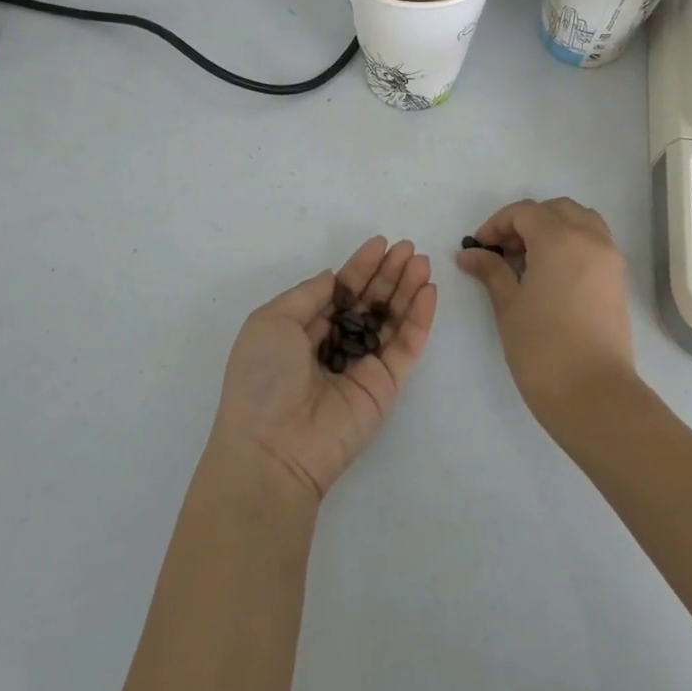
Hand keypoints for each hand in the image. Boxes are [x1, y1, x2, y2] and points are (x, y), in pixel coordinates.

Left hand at [212, 237, 437, 500]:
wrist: (274, 447)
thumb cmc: (263, 377)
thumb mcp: (271, 321)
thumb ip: (307, 295)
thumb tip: (333, 278)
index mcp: (304, 330)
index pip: (340, 291)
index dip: (360, 267)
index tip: (380, 243)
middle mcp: (336, 344)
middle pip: (369, 301)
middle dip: (388, 273)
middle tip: (409, 248)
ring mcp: (363, 365)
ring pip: (392, 319)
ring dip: (408, 289)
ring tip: (422, 262)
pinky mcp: (386, 385)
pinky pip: (406, 346)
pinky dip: (419, 319)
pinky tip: (428, 291)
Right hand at [457, 197, 636, 437]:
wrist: (594, 395)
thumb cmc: (543, 348)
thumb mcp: (509, 305)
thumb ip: (491, 271)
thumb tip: (469, 254)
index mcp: (560, 239)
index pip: (525, 212)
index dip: (497, 224)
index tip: (480, 248)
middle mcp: (590, 239)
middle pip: (556, 209)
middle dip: (526, 221)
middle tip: (504, 251)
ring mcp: (609, 259)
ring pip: (581, 221)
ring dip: (553, 228)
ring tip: (529, 259)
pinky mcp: (618, 280)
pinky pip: (594, 242)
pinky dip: (572, 243)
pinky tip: (551, 274)